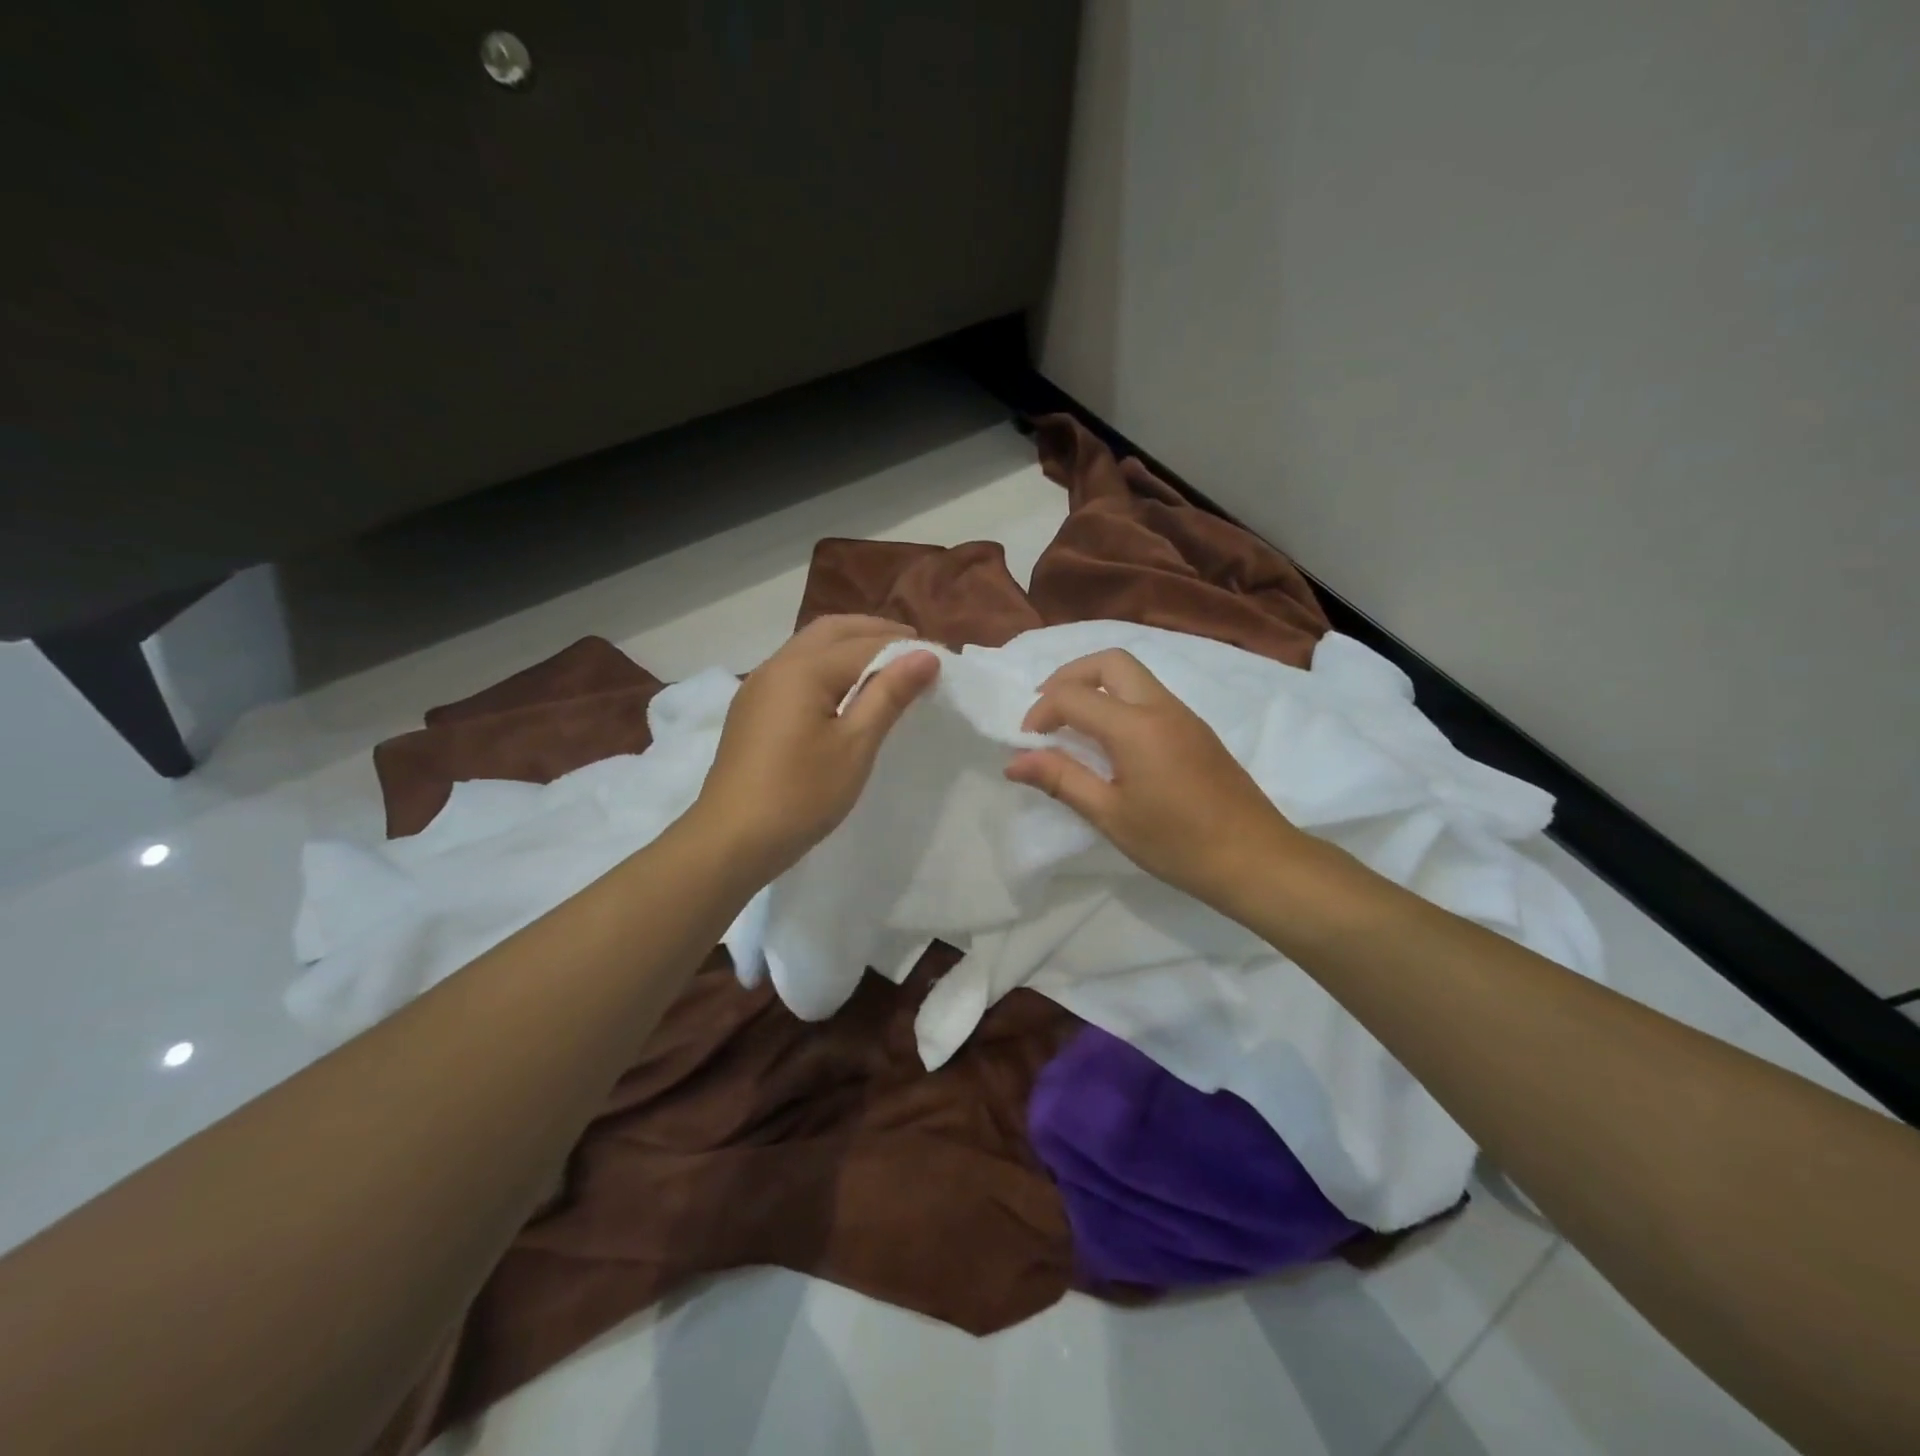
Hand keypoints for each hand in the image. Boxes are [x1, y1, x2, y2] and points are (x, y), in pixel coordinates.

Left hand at [693, 615, 938, 883]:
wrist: (731, 840)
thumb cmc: (801, 794)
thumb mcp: (855, 745)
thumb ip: (888, 694)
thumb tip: (925, 655)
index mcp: (803, 669)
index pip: (865, 644)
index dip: (904, 648)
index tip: (940, 660)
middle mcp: (777, 665)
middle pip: (831, 631)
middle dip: (874, 632)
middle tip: (913, 649)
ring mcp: (758, 687)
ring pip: (809, 647)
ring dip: (848, 646)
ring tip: (884, 667)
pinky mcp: (751, 709)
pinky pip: (795, 670)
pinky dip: (826, 665)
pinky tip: (842, 691)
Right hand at [1004, 649, 1308, 911]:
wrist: (1256, 859)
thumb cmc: (1177, 843)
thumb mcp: (1110, 815)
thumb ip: (1061, 779)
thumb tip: (1014, 761)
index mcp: (1136, 726)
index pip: (1073, 696)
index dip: (1040, 712)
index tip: (1027, 744)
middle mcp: (1161, 707)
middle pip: (1109, 661)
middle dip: (1069, 677)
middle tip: (1047, 712)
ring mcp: (1183, 715)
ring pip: (1133, 674)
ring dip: (1096, 686)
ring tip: (1072, 726)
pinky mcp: (1196, 730)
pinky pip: (1149, 695)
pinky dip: (1119, 701)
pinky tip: (1109, 742)